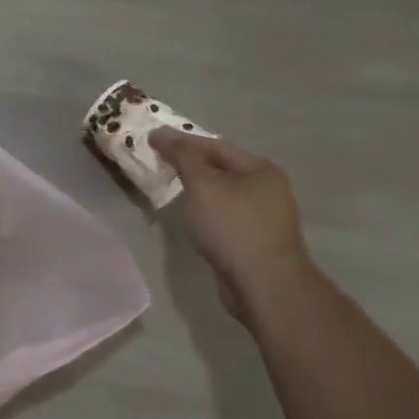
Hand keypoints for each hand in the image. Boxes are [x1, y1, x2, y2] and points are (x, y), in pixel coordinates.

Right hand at [150, 128, 311, 322]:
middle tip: (158, 161)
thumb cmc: (232, 225)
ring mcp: (265, 217)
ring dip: (197, 188)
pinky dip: (205, 211)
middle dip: (189, 163)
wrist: (263, 283)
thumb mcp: (202, 184)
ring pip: (223, 194)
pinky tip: (190, 216)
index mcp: (260, 169)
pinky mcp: (256, 241)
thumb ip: (183, 156)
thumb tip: (163, 135)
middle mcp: (268, 188)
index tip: (151, 137)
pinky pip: (224, 216)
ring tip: (169, 186)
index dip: (181, 140)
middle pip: (221, 168)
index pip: (214, 145)